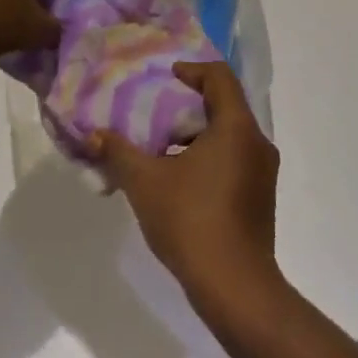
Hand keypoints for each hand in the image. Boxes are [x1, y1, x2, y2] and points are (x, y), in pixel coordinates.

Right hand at [93, 62, 279, 301]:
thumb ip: (119, 153)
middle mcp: (257, 141)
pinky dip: (210, 157)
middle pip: (226, 105)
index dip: (192, 71)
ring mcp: (264, 172)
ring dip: (198, 135)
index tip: (166, 78)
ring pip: (230, 135)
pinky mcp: (261, 197)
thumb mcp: (146, 183)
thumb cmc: (192, 221)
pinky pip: (236, 159)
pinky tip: (181, 180)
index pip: (220, 77)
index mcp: (236, 126)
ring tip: (162, 148)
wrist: (235, 287)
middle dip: (190, 105)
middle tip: (157, 112)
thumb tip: (93, 135)